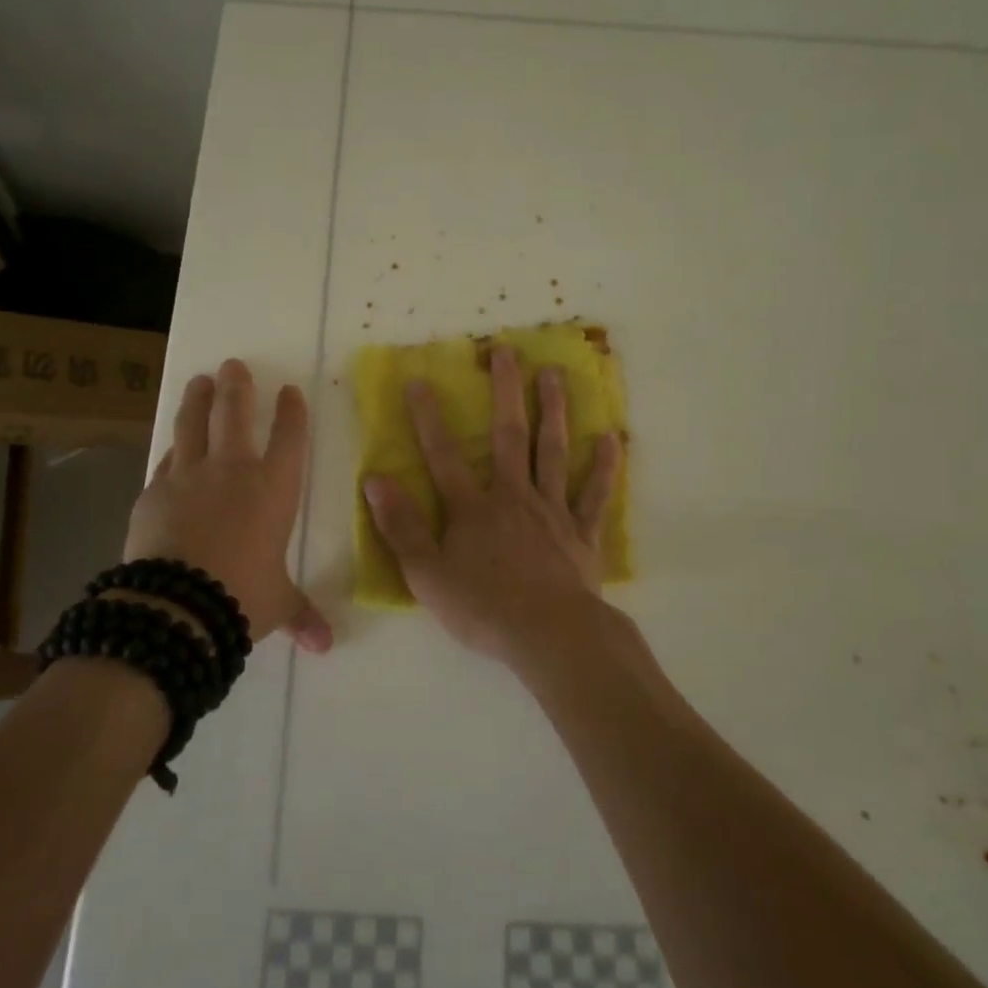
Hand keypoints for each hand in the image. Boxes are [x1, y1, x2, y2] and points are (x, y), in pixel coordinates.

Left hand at [125, 359, 332, 652]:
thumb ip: (301, 614)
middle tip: (234, 364)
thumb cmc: (241, 598)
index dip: (291, 411)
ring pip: (192, 425)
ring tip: (199, 380)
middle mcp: (231, 471)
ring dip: (197, 399)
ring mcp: (187, 477)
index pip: (288, 437)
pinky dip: (173, 451)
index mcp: (272, 489)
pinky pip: (166, 462)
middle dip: (237, 386)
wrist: (175, 608)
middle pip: (235, 414)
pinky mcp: (152, 493)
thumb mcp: (278, 604)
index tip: (289, 390)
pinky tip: (172, 449)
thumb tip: (325, 646)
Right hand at [361, 344, 621, 670]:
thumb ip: (401, 526)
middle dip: (506, 390)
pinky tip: (612, 439)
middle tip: (507, 350)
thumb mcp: (426, 574)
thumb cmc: (482, 608)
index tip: (420, 380)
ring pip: (553, 451)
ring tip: (555, 374)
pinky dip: (605, 467)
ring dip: (553, 411)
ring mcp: (552, 511)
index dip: (429, 417)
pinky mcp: (582, 533)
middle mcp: (513, 496)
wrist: (549, 637)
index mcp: (473, 508)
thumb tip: (376, 479)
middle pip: (509, 435)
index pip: (443, 454)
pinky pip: (594, 495)